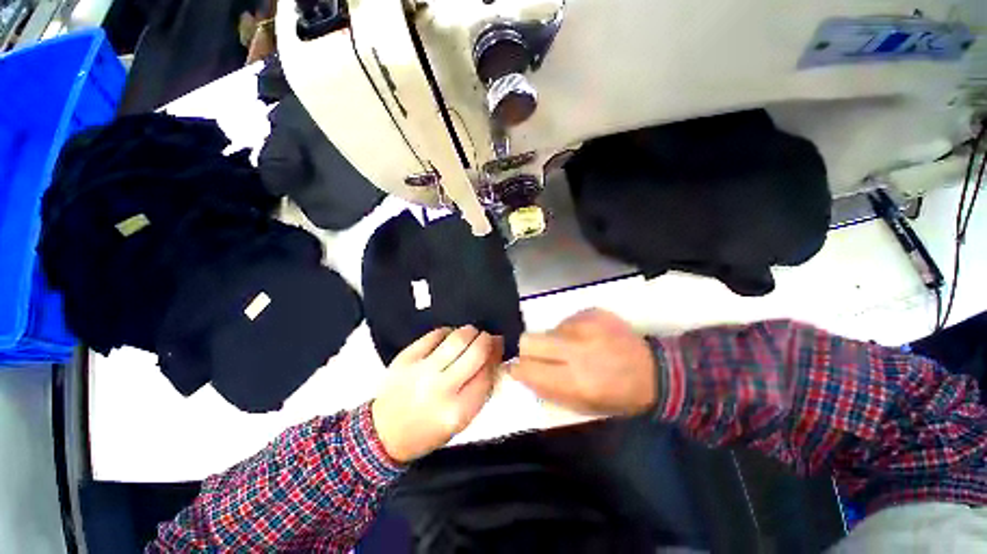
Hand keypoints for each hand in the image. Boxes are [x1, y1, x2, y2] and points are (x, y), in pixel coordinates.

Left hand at [372, 326, 502, 463]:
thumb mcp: (461, 422)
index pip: (488, 374)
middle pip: (476, 352)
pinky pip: (435, 334)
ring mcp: (422, 370)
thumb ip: (480, 390)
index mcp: (458, 411)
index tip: (499, 347)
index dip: (496, 356)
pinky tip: (449, 337)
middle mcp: (441, 388)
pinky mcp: (406, 357)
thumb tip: (494, 357)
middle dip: (487, 340)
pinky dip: (448, 331)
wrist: (383, 433)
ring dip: (470, 332)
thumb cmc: (427, 431)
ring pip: (457, 338)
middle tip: (488, 338)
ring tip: (471, 334)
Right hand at [510, 309, 655, 415]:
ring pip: (548, 329)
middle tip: (541, 356)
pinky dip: (571, 330)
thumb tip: (520, 372)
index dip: (516, 368)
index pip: (527, 368)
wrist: (655, 371)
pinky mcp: (593, 312)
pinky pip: (566, 320)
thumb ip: (547, 390)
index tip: (516, 368)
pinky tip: (588, 338)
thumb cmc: (617, 396)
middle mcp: (577, 350)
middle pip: (528, 340)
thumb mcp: (582, 406)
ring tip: (575, 348)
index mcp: (575, 381)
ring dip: (555, 340)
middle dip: (528, 349)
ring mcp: (586, 327)